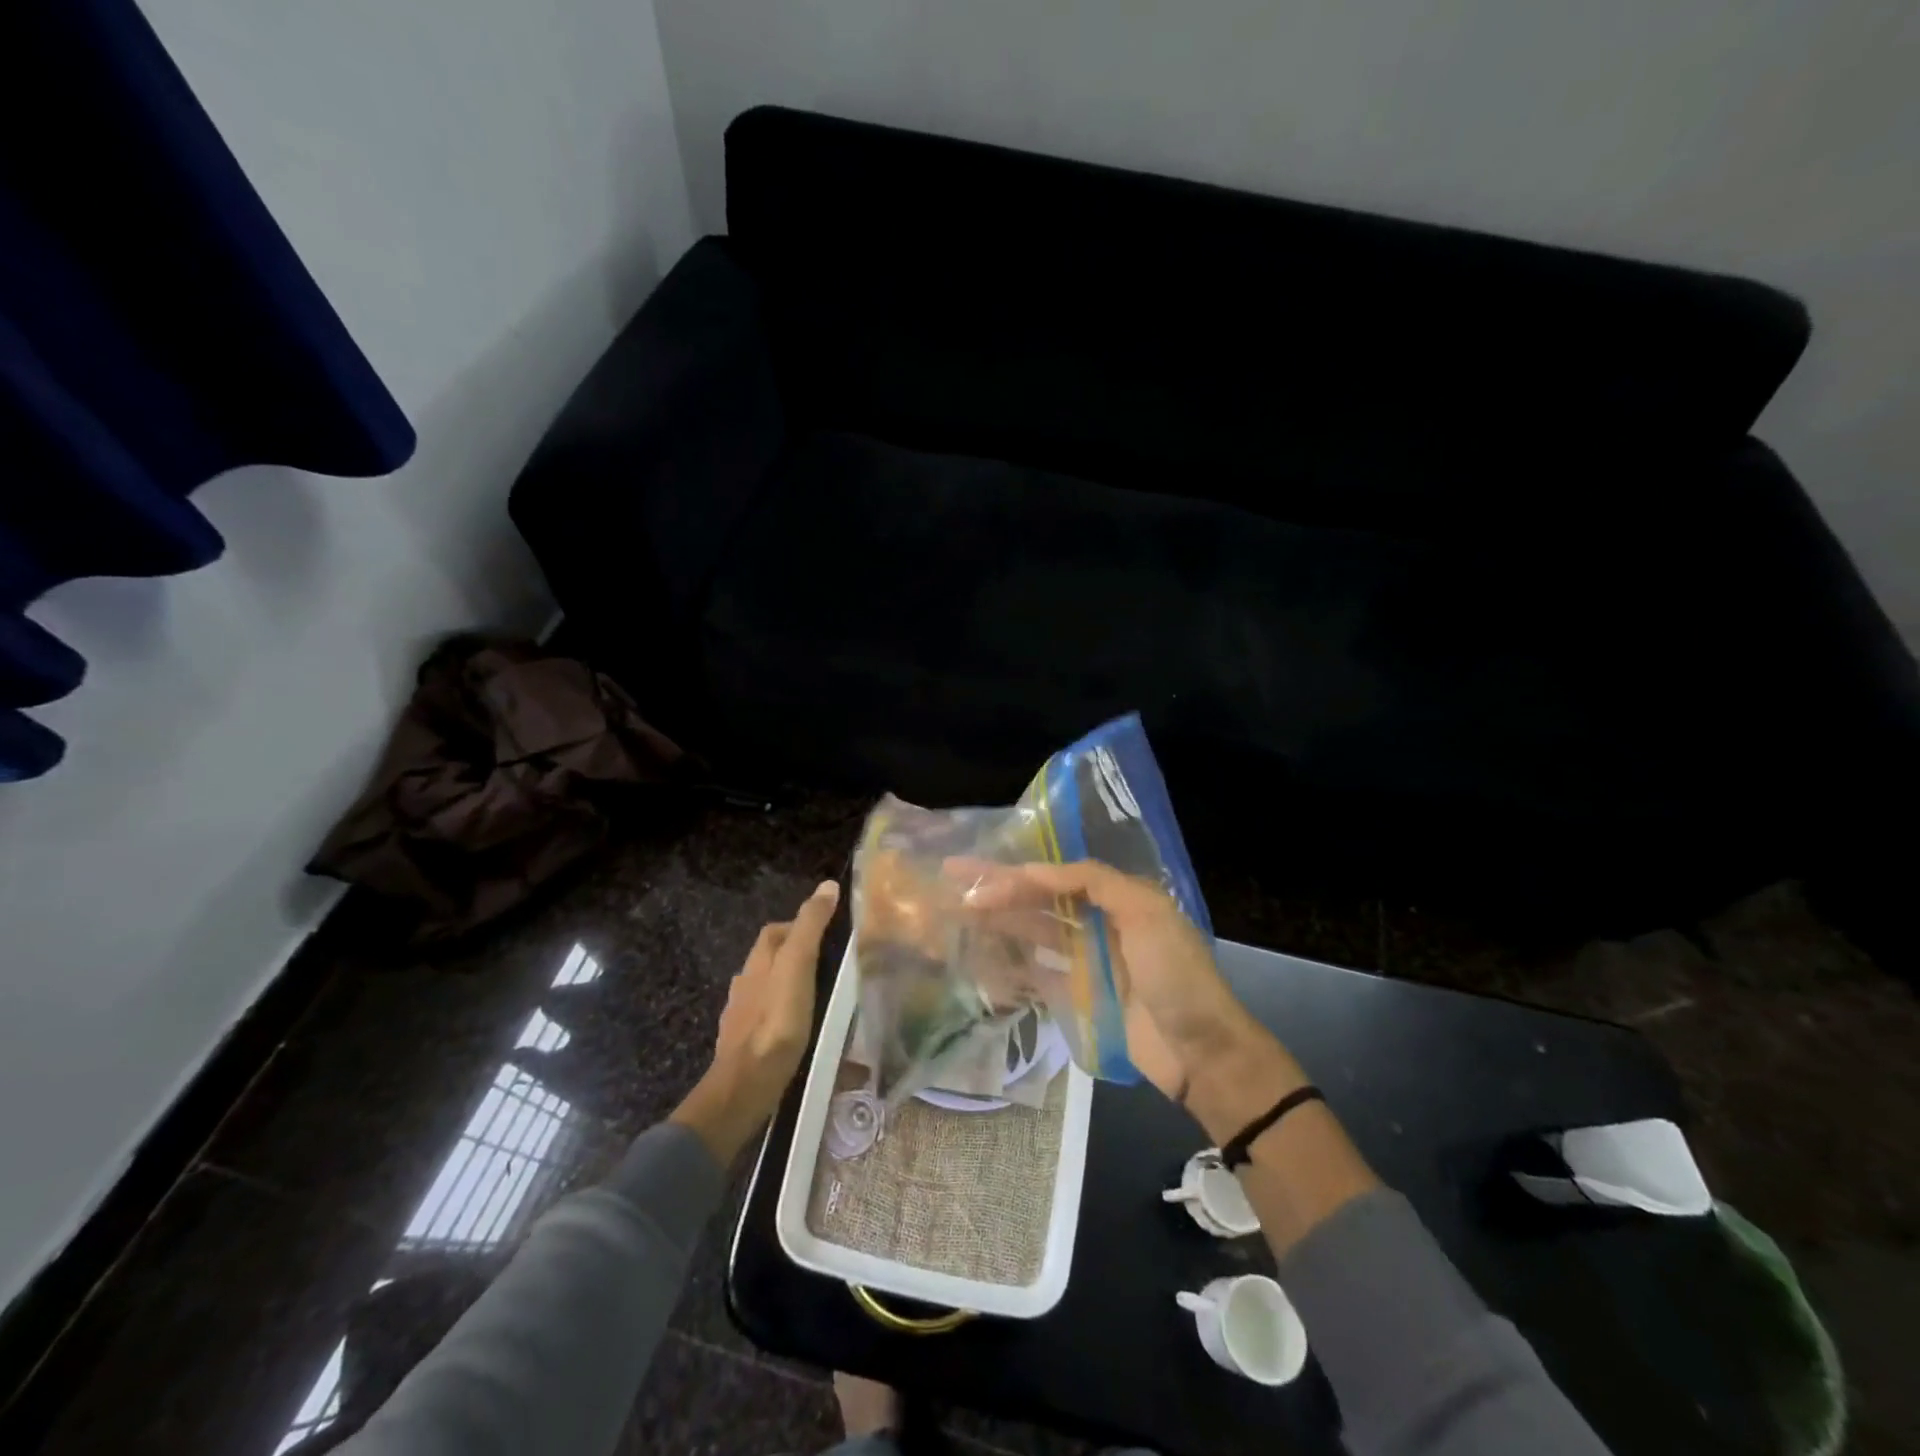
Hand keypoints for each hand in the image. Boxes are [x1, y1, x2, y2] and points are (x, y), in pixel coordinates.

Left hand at [672, 879, 840, 1161]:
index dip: (798, 925)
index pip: (775, 931)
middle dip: (794, 956)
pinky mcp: (744, 1047)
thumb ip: (810, 926)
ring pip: (766, 990)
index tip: (828, 932)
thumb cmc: (776, 1020)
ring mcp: (740, 1018)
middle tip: (829, 964)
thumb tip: (827, 885)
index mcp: (757, 962)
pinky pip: (765, 1020)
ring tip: (820, 997)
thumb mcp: (798, 964)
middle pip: (769, 959)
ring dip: (788, 987)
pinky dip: (782, 1016)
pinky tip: (799, 1029)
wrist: (746, 1085)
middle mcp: (744, 984)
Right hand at [950, 859, 1306, 1141]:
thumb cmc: (1175, 975)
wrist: (1201, 1053)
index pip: (1056, 876)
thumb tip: (1036, 870)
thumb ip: (1094, 882)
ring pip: (1033, 933)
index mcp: (1117, 897)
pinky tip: (980, 955)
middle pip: (1039, 900)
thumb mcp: (1146, 913)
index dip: (1016, 873)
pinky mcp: (1079, 996)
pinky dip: (1011, 963)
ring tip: (957, 913)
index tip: (976, 876)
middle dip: (998, 891)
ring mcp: (1087, 961)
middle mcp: (1098, 922)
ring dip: (998, 921)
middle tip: (952, 883)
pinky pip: (1038, 973)